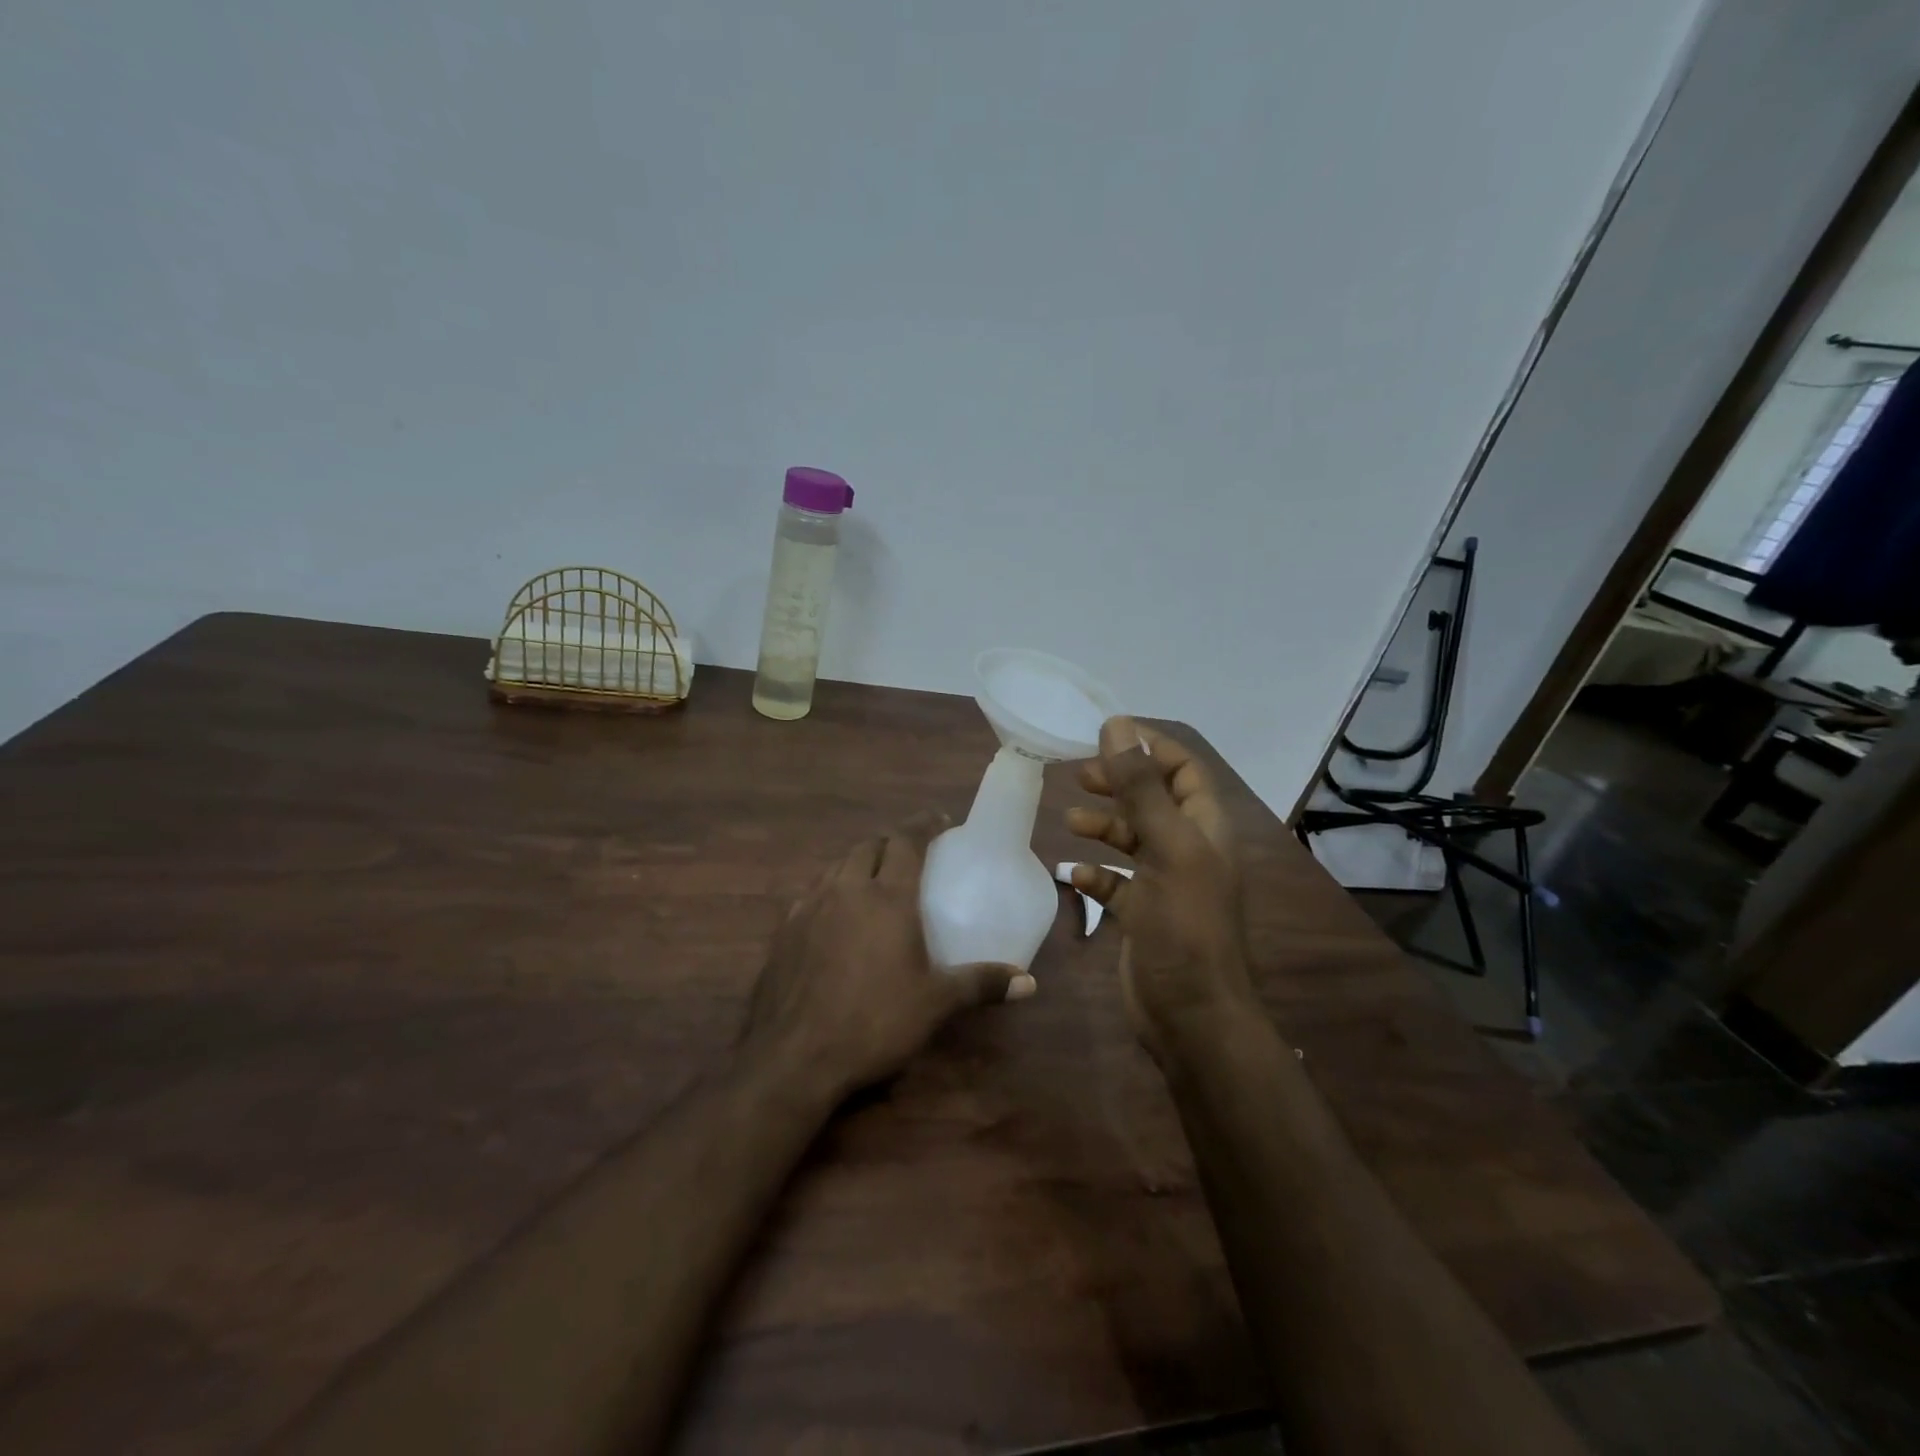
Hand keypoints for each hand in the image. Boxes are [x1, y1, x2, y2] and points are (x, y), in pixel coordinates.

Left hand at [741, 813, 1020, 1098]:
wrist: (793, 1058)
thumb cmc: (874, 1023)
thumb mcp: (935, 1004)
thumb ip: (981, 984)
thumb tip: (1028, 982)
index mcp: (887, 897)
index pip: (906, 841)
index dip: (924, 825)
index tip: (940, 820)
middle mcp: (846, 890)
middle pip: (868, 846)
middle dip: (890, 842)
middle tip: (910, 854)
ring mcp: (809, 907)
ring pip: (836, 866)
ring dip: (858, 862)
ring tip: (873, 878)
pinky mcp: (784, 931)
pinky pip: (812, 893)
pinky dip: (831, 889)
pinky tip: (835, 916)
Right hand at [1066, 717, 1259, 1060]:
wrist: (1190, 1016)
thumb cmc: (1184, 927)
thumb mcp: (1166, 849)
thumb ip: (1141, 788)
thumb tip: (1117, 726)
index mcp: (1203, 829)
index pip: (1182, 769)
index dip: (1149, 747)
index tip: (1105, 733)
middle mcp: (1187, 850)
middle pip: (1152, 800)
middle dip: (1119, 783)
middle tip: (1080, 774)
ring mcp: (1164, 884)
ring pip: (1131, 839)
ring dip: (1103, 826)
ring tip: (1070, 821)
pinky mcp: (1142, 914)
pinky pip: (1115, 882)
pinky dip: (1094, 873)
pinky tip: (1072, 874)